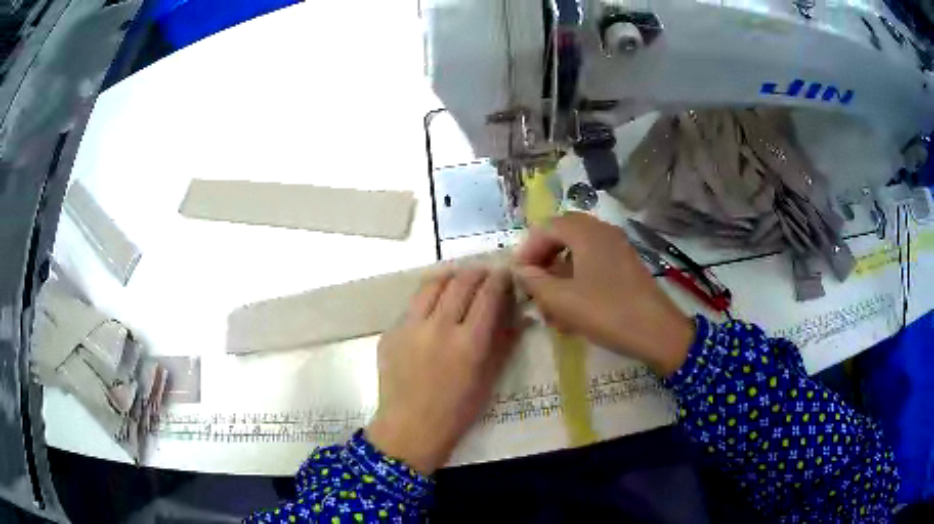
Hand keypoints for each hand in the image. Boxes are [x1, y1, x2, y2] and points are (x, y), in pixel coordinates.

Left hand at [366, 268, 519, 474]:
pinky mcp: (391, 331)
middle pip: (460, 282)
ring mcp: (410, 327)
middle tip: (484, 273)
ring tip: (458, 278)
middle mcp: (439, 327)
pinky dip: (428, 297)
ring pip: (432, 284)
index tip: (505, 273)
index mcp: (469, 343)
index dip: (499, 279)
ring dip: (450, 276)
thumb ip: (503, 342)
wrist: (409, 427)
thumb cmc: (456, 411)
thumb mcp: (488, 379)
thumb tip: (518, 313)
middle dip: (476, 272)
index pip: (488, 295)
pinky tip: (433, 305)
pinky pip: (412, 304)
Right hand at [513, 213, 693, 375]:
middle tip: (532, 284)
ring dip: (559, 273)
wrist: (657, 332)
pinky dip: (577, 280)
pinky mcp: (626, 265)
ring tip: (550, 305)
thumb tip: (520, 270)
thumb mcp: (562, 300)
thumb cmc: (606, 312)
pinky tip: (572, 309)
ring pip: (578, 252)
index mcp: (586, 232)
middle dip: (544, 259)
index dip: (527, 249)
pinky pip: (594, 264)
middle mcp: (602, 231)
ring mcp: (617, 247)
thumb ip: (535, 281)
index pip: (546, 227)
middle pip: (563, 235)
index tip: (518, 275)